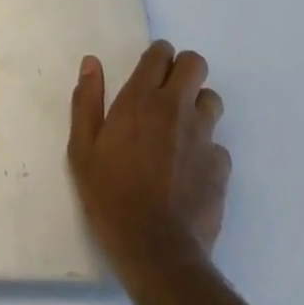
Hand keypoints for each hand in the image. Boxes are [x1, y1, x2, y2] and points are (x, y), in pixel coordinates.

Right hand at [68, 41, 229, 274]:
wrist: (156, 251)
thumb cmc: (110, 196)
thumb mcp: (82, 148)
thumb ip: (87, 100)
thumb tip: (92, 63)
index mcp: (140, 99)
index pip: (160, 54)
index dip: (157, 55)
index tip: (149, 69)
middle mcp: (176, 108)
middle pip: (195, 64)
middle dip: (183, 70)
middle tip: (167, 92)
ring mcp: (203, 137)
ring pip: (212, 100)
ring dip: (198, 106)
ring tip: (180, 129)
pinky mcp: (221, 167)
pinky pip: (218, 144)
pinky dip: (205, 149)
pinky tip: (190, 170)